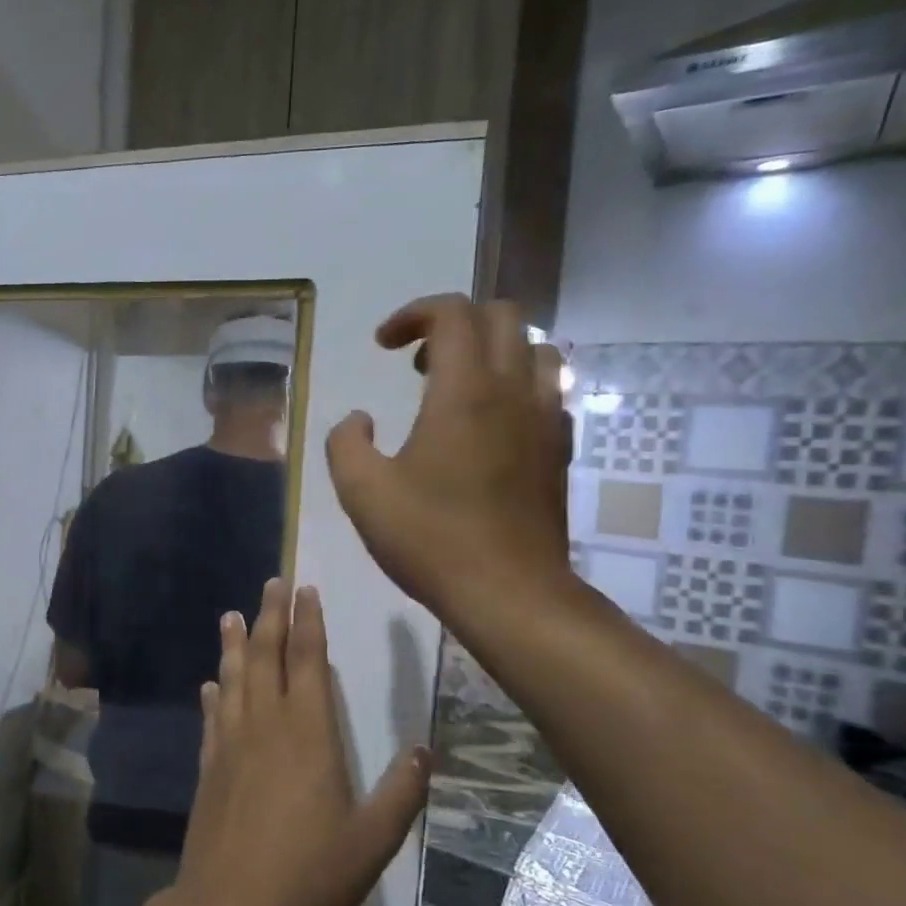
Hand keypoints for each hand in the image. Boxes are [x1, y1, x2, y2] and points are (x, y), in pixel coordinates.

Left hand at [171, 579, 431, 905]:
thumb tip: (425, 752)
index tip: (305, 590)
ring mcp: (232, 743)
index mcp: (309, 733)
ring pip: (233, 679)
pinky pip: (212, 718)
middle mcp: (267, 725)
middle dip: (270, 616)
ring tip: (231, 616)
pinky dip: (213, 695)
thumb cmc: (308, 873)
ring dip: (234, 645)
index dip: (308, 623)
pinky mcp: (210, 766)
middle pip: (267, 657)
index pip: (307, 661)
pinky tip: (210, 684)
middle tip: (271, 583)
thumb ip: (400, 794)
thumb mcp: (371, 841)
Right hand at [325, 296, 572, 621]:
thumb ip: (346, 443)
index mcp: (464, 391)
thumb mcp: (362, 492)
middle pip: (501, 316)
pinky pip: (549, 390)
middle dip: (454, 323)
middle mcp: (513, 390)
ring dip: (494, 350)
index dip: (412, 314)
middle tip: (418, 364)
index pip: (451, 312)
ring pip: (536, 348)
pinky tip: (490, 425)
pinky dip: (518, 385)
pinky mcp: (559, 449)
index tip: (383, 346)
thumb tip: (358, 420)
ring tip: (458, 386)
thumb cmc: (431, 539)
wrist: (509, 593)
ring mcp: (545, 419)